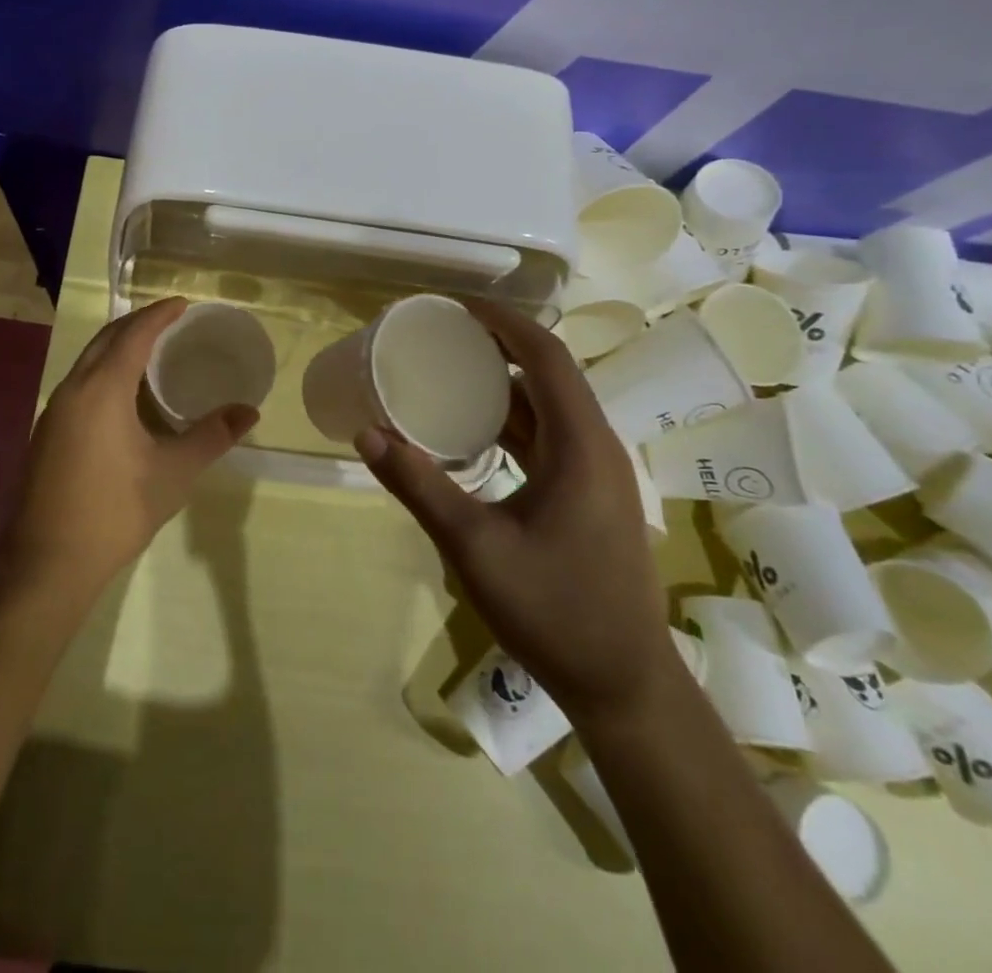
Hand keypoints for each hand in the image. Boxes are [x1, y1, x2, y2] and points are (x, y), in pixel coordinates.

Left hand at [2, 297, 258, 595]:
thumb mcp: (174, 472)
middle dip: (137, 323)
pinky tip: (124, 394)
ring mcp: (54, 411)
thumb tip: (249, 411)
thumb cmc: (116, 510)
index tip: (183, 304)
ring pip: (88, 361)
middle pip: (106, 339)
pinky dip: (105, 370)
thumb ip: (212, 436)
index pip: (134, 335)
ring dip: (118, 346)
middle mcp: (73, 389)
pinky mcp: (48, 433)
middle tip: (170, 320)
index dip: (159, 315)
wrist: (48, 560)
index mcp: (102, 389)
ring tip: (151, 350)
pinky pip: (80, 382)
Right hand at [356, 300, 676, 723]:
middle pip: (549, 372)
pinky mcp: (590, 495)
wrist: (624, 685)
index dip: (503, 320)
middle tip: (443, 332)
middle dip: (499, 343)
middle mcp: (596, 446)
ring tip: (450, 369)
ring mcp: (597, 472)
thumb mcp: (474, 546)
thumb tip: (367, 434)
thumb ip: (418, 485)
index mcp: (580, 445)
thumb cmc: (554, 610)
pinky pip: (549, 436)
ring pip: (549, 405)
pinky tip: (473, 430)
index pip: (545, 356)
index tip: (455, 305)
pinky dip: (512, 418)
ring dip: (505, 382)